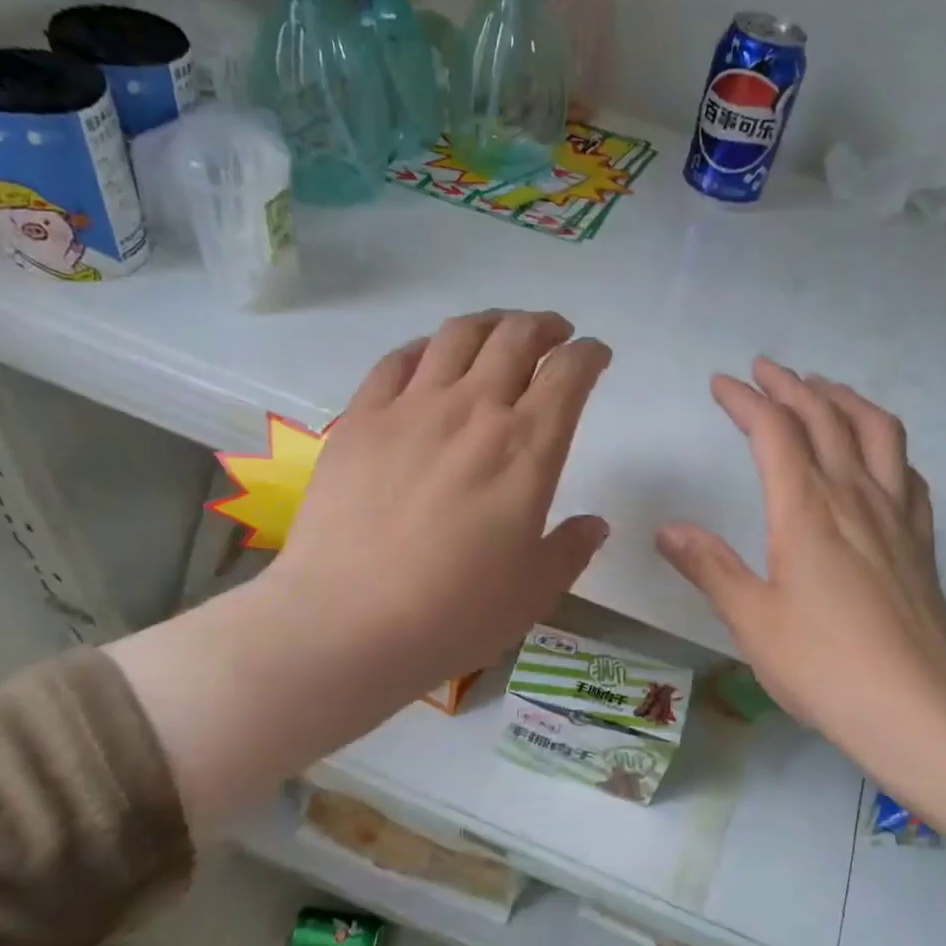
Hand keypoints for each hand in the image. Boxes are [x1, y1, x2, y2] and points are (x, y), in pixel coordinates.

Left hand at [114, 310, 610, 828]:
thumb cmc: (455, 613)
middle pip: (515, 337)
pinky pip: (397, 360)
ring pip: (456, 335)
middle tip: (553, 335)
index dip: (589, 355)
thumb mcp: (534, 592)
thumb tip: (594, 524)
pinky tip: (429, 359)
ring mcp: (410, 409)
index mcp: (527, 449)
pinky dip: (425, 348)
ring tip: (498, 333)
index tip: (596, 356)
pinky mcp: (359, 419)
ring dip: (489, 323)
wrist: (348, 622)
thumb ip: (571, 550)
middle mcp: (472, 410)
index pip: (569, 375)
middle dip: (543, 326)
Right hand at [657, 358, 945, 945]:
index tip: (722, 384)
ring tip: (823, 390)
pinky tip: (879, 457)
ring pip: (878, 433)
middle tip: (766, 370)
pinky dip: (888, 447)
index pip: (776, 433)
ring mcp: (897, 517)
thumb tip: (669, 529)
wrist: (914, 709)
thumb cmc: (821, 666)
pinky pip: (909, 474)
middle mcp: (856, 498)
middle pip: (827, 419)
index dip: (747, 401)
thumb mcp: (751, 619)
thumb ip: (710, 567)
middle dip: (792, 386)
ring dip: (846, 401)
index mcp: (807, 511)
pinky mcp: (921, 542)